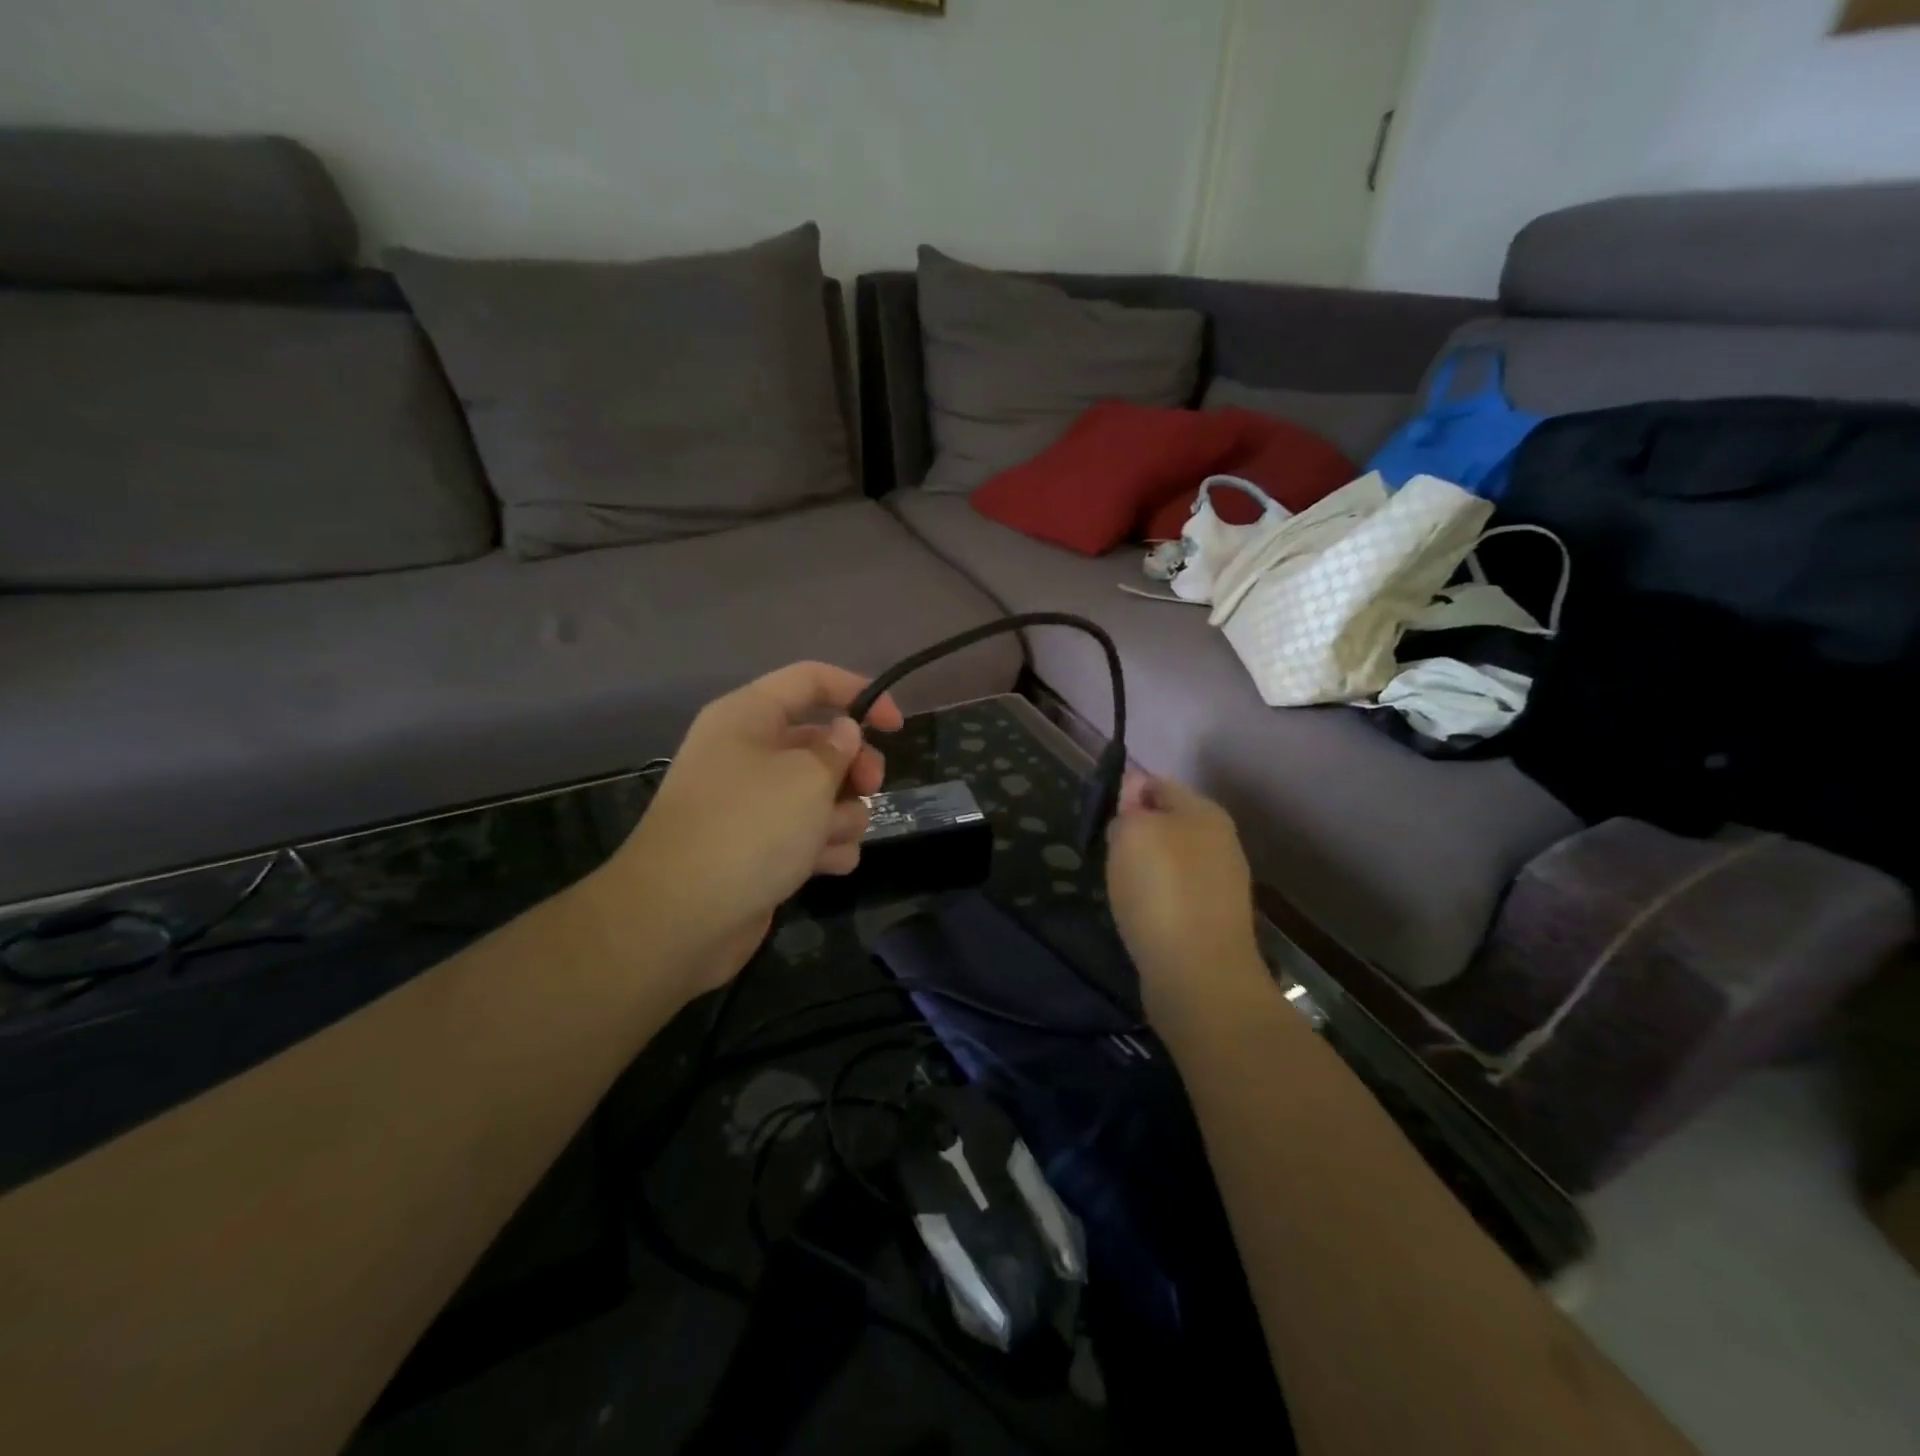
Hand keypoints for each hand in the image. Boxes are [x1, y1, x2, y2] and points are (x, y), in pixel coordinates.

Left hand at [593, 663, 901, 998]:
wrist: (681, 918)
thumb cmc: (749, 828)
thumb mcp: (807, 778)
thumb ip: (839, 749)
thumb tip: (846, 734)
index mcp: (749, 717)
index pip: (810, 680)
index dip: (859, 693)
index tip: (897, 726)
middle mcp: (748, 754)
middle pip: (821, 742)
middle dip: (854, 766)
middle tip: (870, 788)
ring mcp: (752, 805)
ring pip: (820, 794)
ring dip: (841, 815)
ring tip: (831, 839)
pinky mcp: (758, 849)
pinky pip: (806, 835)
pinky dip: (822, 848)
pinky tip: (826, 866)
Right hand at [1105, 773, 1267, 1025]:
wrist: (1199, 974)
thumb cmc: (1161, 891)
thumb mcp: (1132, 834)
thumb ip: (1130, 808)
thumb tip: (1133, 790)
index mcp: (1204, 812)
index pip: (1158, 783)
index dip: (1126, 792)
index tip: (1100, 815)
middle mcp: (1220, 841)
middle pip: (1168, 821)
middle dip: (1136, 831)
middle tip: (1107, 850)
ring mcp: (1222, 882)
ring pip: (1172, 859)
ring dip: (1144, 867)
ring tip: (1119, 884)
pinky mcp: (1214, 920)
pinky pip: (1176, 893)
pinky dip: (1155, 898)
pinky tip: (1139, 913)